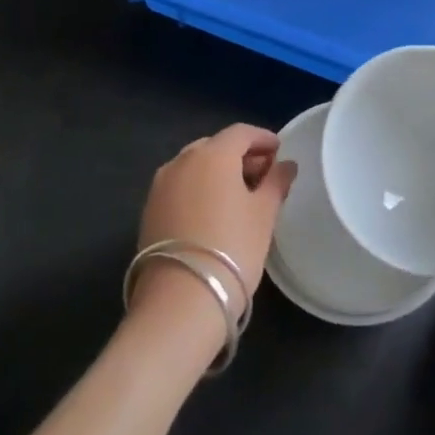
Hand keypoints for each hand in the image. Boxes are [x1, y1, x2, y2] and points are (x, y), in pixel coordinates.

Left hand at [132, 124, 296, 321]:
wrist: (179, 301)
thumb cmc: (232, 248)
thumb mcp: (264, 214)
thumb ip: (276, 182)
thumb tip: (285, 165)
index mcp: (212, 154)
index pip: (241, 133)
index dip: (262, 139)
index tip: (279, 151)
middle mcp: (181, 161)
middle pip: (215, 146)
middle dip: (240, 156)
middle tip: (263, 175)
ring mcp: (160, 186)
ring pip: (195, 166)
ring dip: (218, 172)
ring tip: (240, 195)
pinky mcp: (149, 210)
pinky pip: (180, 186)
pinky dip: (199, 189)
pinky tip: (213, 211)